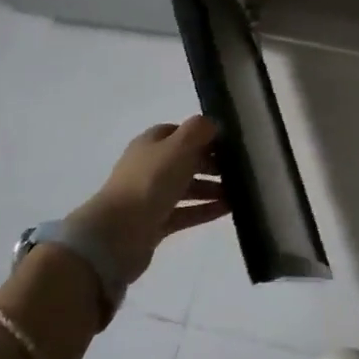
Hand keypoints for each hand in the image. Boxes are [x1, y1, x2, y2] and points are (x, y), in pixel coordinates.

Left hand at [71, 115, 228, 283]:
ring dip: (212, 188)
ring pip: (187, 188)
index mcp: (151, 143)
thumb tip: (212, 124)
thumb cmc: (150, 182)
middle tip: (239, 169)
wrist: (118, 234)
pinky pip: (186, 213)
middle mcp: (150, 167)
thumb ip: (198, 130)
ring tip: (240, 192)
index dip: (204, 136)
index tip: (230, 144)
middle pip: (185, 160)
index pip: (181, 133)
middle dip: (212, 164)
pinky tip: (229, 210)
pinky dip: (206, 210)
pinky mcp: (155, 223)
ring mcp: (151, 197)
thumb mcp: (178, 146)